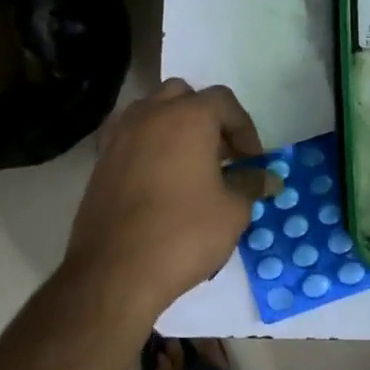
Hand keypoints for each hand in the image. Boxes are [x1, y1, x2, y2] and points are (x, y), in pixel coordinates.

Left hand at [62, 79, 276, 318]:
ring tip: (190, 166)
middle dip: (207, 120)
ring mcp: (120, 135)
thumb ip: (251, 184)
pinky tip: (159, 179)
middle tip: (221, 155)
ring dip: (175, 128)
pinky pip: (131, 137)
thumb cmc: (183, 234)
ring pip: (153, 112)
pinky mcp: (100, 160)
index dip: (244, 128)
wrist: (114, 272)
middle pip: (184, 97)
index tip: (252, 161)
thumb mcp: (232, 211)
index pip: (224, 101)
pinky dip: (148, 146)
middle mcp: (150, 114)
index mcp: (188, 117)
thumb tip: (269, 178)